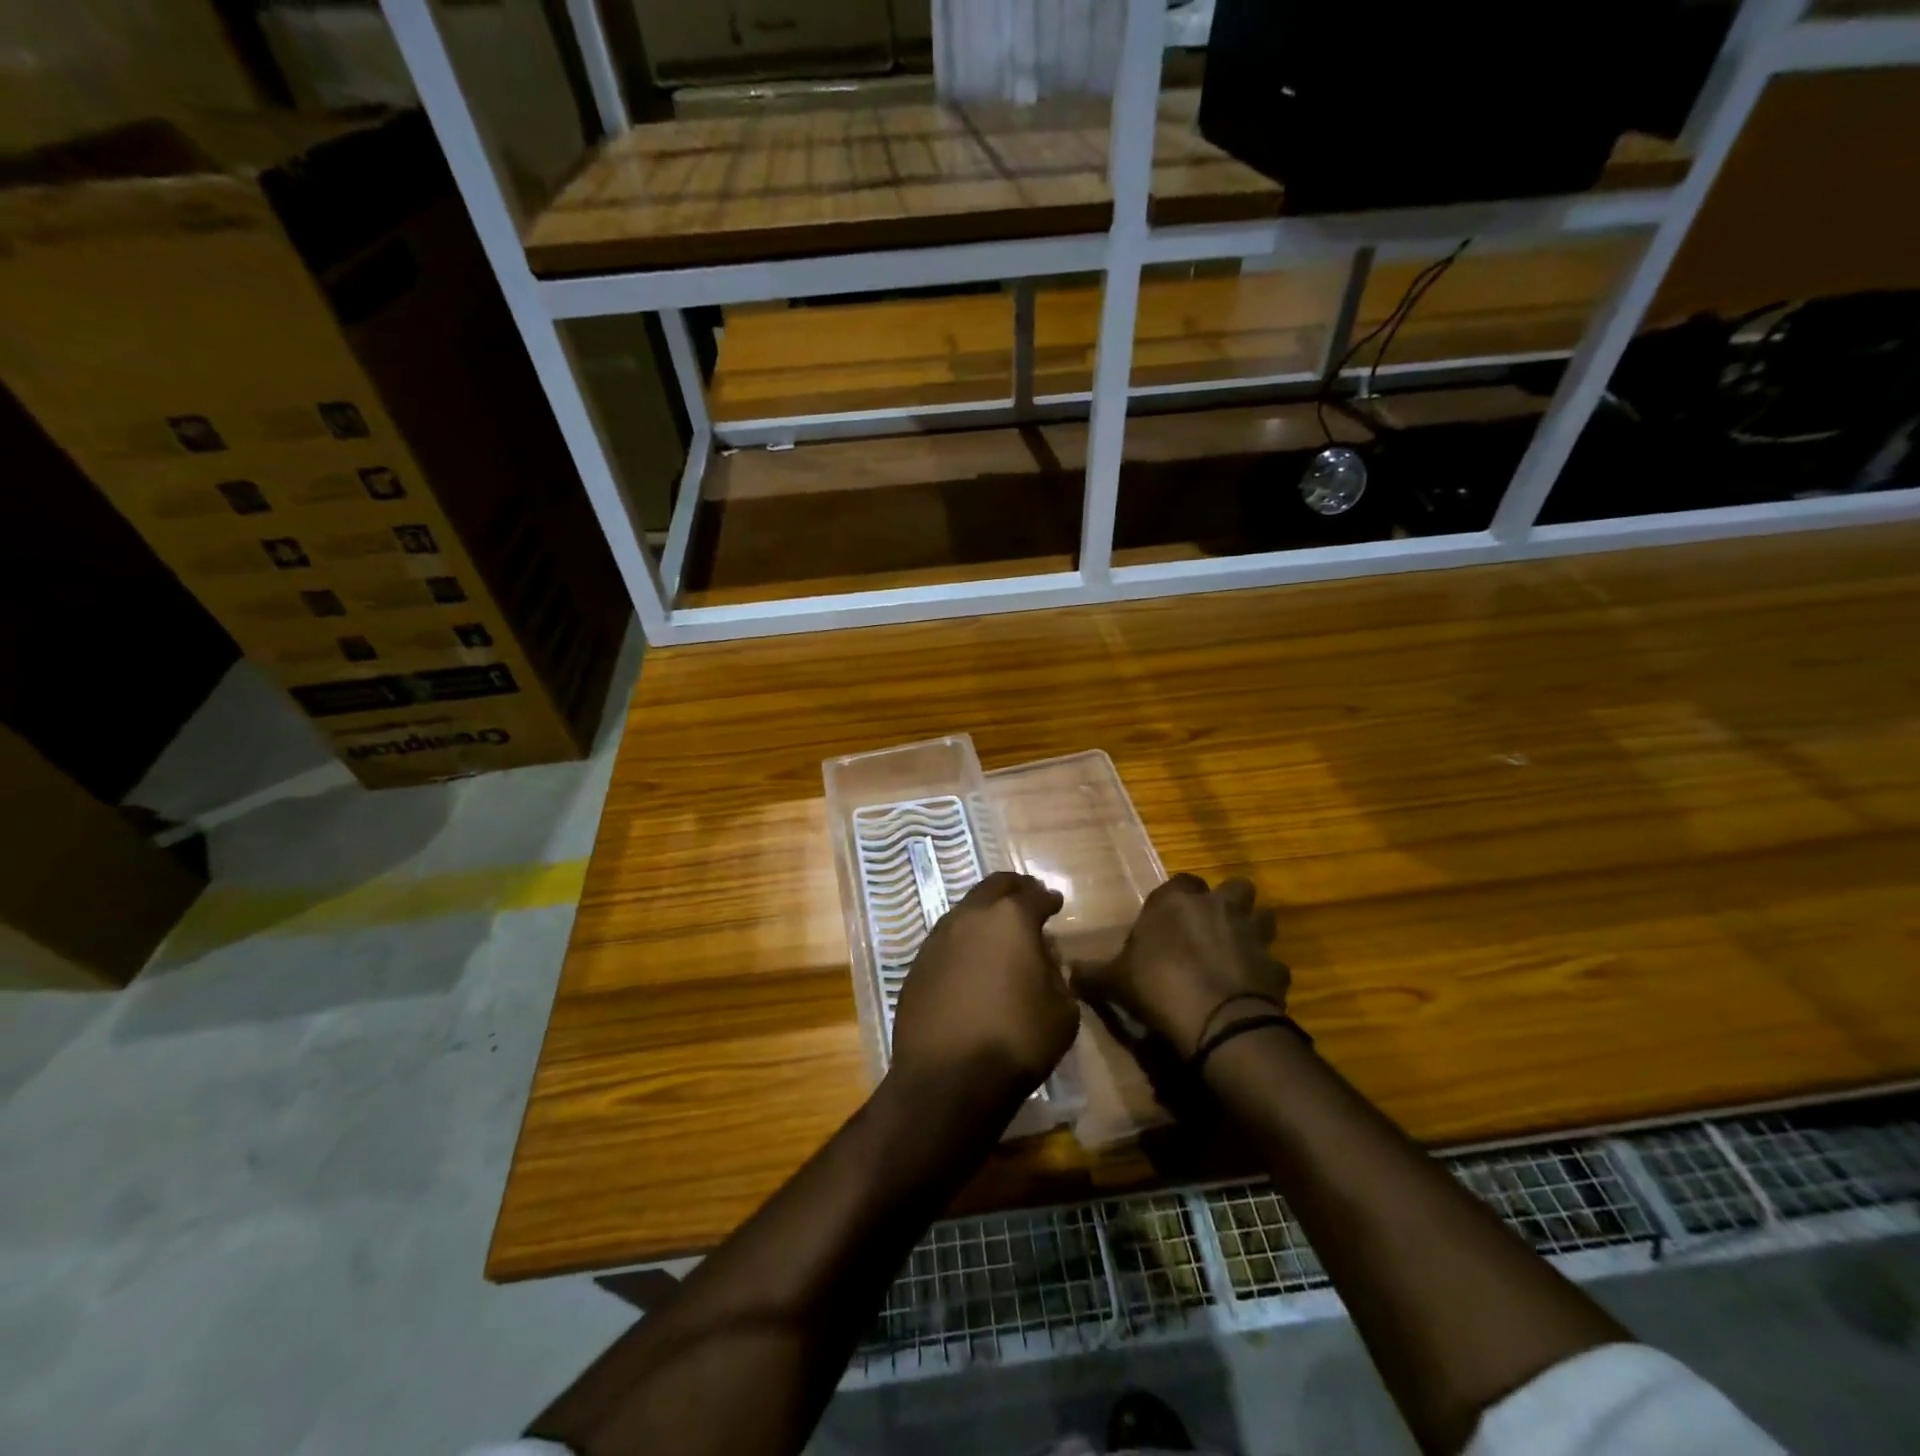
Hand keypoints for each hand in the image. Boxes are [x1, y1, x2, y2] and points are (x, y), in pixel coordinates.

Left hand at [888, 872, 1079, 1110]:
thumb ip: (1056, 974)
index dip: (1047, 897)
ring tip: (1000, 935)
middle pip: (994, 887)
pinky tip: (972, 965)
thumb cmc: (1016, 1041)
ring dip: (985, 916)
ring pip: (966, 911)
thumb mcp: (1062, 1011)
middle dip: (1014, 889)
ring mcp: (937, 939)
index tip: (1055, 903)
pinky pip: (947, 941)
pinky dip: (964, 943)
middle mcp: (970, 917)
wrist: (947, 1078)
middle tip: (1027, 899)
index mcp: (1010, 918)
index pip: (1033, 894)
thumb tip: (1043, 958)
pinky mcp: (917, 965)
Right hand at [1071, 874, 1288, 1058]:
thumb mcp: (1115, 981)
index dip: (1177, 900)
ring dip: (1253, 931)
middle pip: (1235, 888)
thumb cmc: (1158, 985)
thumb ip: (1094, 973)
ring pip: (1264, 918)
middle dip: (1228, 904)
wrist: (1216, 1021)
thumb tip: (1068, 972)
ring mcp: (1253, 935)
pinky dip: (1265, 975)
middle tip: (1212, 929)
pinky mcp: (1276, 968)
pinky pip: (1273, 965)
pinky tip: (1251, 992)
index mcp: (1178, 900)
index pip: (1181, 882)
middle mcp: (1219, 907)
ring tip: (1237, 954)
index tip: (1168, 923)